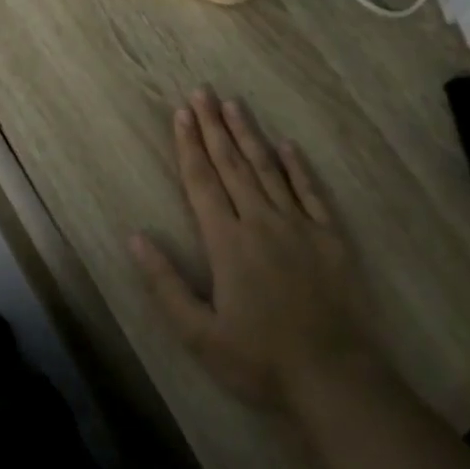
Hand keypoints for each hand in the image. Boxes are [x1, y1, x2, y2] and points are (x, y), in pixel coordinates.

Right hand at [131, 90, 371, 410]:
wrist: (333, 377)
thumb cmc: (258, 359)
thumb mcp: (198, 333)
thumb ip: (165, 283)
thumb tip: (136, 237)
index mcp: (227, 242)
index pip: (202, 182)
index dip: (189, 146)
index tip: (181, 113)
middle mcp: (261, 222)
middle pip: (233, 165)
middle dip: (214, 126)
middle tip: (202, 92)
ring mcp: (299, 226)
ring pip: (269, 170)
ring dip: (249, 135)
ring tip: (234, 104)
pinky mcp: (330, 238)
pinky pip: (310, 192)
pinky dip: (297, 167)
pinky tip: (287, 145)